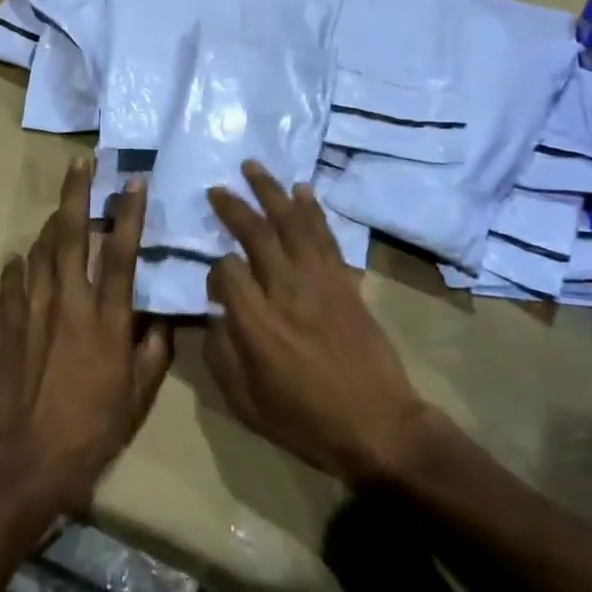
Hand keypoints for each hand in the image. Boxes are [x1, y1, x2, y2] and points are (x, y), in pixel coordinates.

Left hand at [0, 157, 171, 512]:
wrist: (29, 463)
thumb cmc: (93, 431)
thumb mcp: (138, 397)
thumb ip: (153, 352)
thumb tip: (161, 319)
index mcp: (108, 321)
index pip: (122, 256)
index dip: (129, 215)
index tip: (133, 181)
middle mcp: (71, 306)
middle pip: (72, 238)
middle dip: (77, 195)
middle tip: (81, 163)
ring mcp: (35, 314)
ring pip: (40, 253)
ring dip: (50, 225)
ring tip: (60, 208)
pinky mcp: (9, 330)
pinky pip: (11, 287)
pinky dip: (15, 268)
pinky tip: (19, 257)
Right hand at [206, 161, 438, 486]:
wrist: (378, 424)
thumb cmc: (306, 419)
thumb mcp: (245, 402)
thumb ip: (220, 353)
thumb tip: (213, 314)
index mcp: (256, 322)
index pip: (226, 270)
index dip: (215, 269)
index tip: (214, 280)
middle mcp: (286, 289)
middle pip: (256, 233)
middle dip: (233, 206)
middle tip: (217, 189)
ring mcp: (319, 280)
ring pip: (292, 222)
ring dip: (271, 191)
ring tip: (253, 167)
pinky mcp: (345, 281)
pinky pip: (325, 235)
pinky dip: (312, 209)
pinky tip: (302, 190)